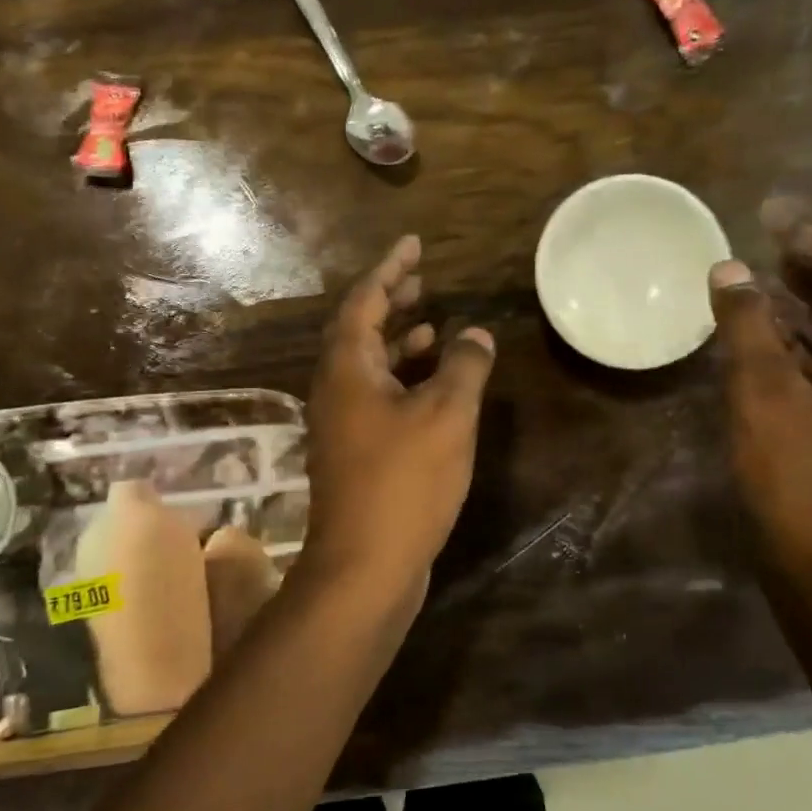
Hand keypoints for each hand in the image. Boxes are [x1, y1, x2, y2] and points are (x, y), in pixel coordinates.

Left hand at [300, 236, 496, 603]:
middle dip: (389, 301)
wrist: (364, 566)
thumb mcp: (446, 417)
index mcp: (346, 368)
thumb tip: (476, 334)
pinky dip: (401, 380)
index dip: (390, 269)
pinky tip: (430, 388)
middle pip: (358, 330)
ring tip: (430, 325)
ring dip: (397, 342)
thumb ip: (463, 368)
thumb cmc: (403, 482)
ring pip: (367, 367)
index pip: (364, 300)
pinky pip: (375, 397)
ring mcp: (340, 424)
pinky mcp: (354, 453)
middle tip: (421, 279)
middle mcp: (334, 389)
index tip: (413, 244)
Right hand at [710, 202, 811, 586]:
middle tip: (758, 236)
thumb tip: (728, 267)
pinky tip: (750, 335)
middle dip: (801, 266)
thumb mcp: (764, 387)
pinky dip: (784, 341)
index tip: (770, 211)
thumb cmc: (797, 468)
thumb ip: (747, 323)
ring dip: (789, 304)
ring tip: (747, 276)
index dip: (808, 239)